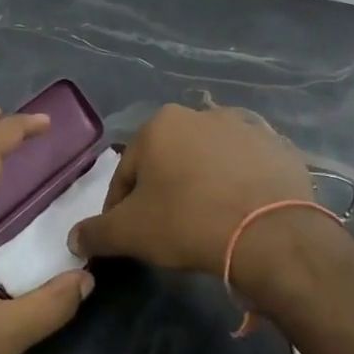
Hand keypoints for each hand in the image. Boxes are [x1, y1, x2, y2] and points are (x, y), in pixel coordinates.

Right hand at [68, 103, 315, 281]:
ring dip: (202, 185)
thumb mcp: (130, 233)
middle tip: (168, 230)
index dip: (121, 208)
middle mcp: (203, 114)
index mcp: (161, 124)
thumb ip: (96, 232)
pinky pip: (248, 168)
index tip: (129, 235)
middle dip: (165, 191)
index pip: (128, 172)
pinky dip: (240, 186)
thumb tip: (74, 239)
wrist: (270, 233)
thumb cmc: (188, 222)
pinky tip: (240, 214)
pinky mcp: (279, 148)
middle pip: (170, 161)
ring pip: (209, 162)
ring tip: (208, 222)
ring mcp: (246, 127)